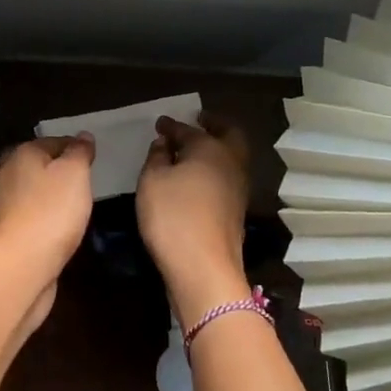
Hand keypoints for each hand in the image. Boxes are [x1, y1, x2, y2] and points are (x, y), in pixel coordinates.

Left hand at [0, 134, 96, 333]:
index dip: (75, 147)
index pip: (53, 141)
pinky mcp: (5, 231)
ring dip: (50, 195)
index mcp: (21, 154)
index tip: (93, 159)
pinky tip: (58, 227)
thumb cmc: (51, 211)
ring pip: (32, 191)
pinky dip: (43, 216)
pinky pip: (30, 215)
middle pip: (39, 165)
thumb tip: (82, 136)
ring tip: (75, 205)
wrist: (20, 264)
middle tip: (86, 182)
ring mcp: (2, 204)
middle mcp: (6, 174)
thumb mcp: (74, 174)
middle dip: (60, 171)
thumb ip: (79, 152)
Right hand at [136, 113, 251, 319]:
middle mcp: (231, 163)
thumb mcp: (151, 182)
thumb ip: (156, 158)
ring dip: (216, 149)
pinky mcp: (236, 211)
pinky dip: (214, 169)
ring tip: (193, 150)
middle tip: (197, 122)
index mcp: (210, 148)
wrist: (204, 268)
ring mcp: (238, 188)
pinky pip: (226, 177)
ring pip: (232, 157)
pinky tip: (197, 178)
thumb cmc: (173, 217)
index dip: (171, 125)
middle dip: (213, 125)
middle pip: (229, 135)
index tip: (160, 123)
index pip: (188, 130)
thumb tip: (164, 144)